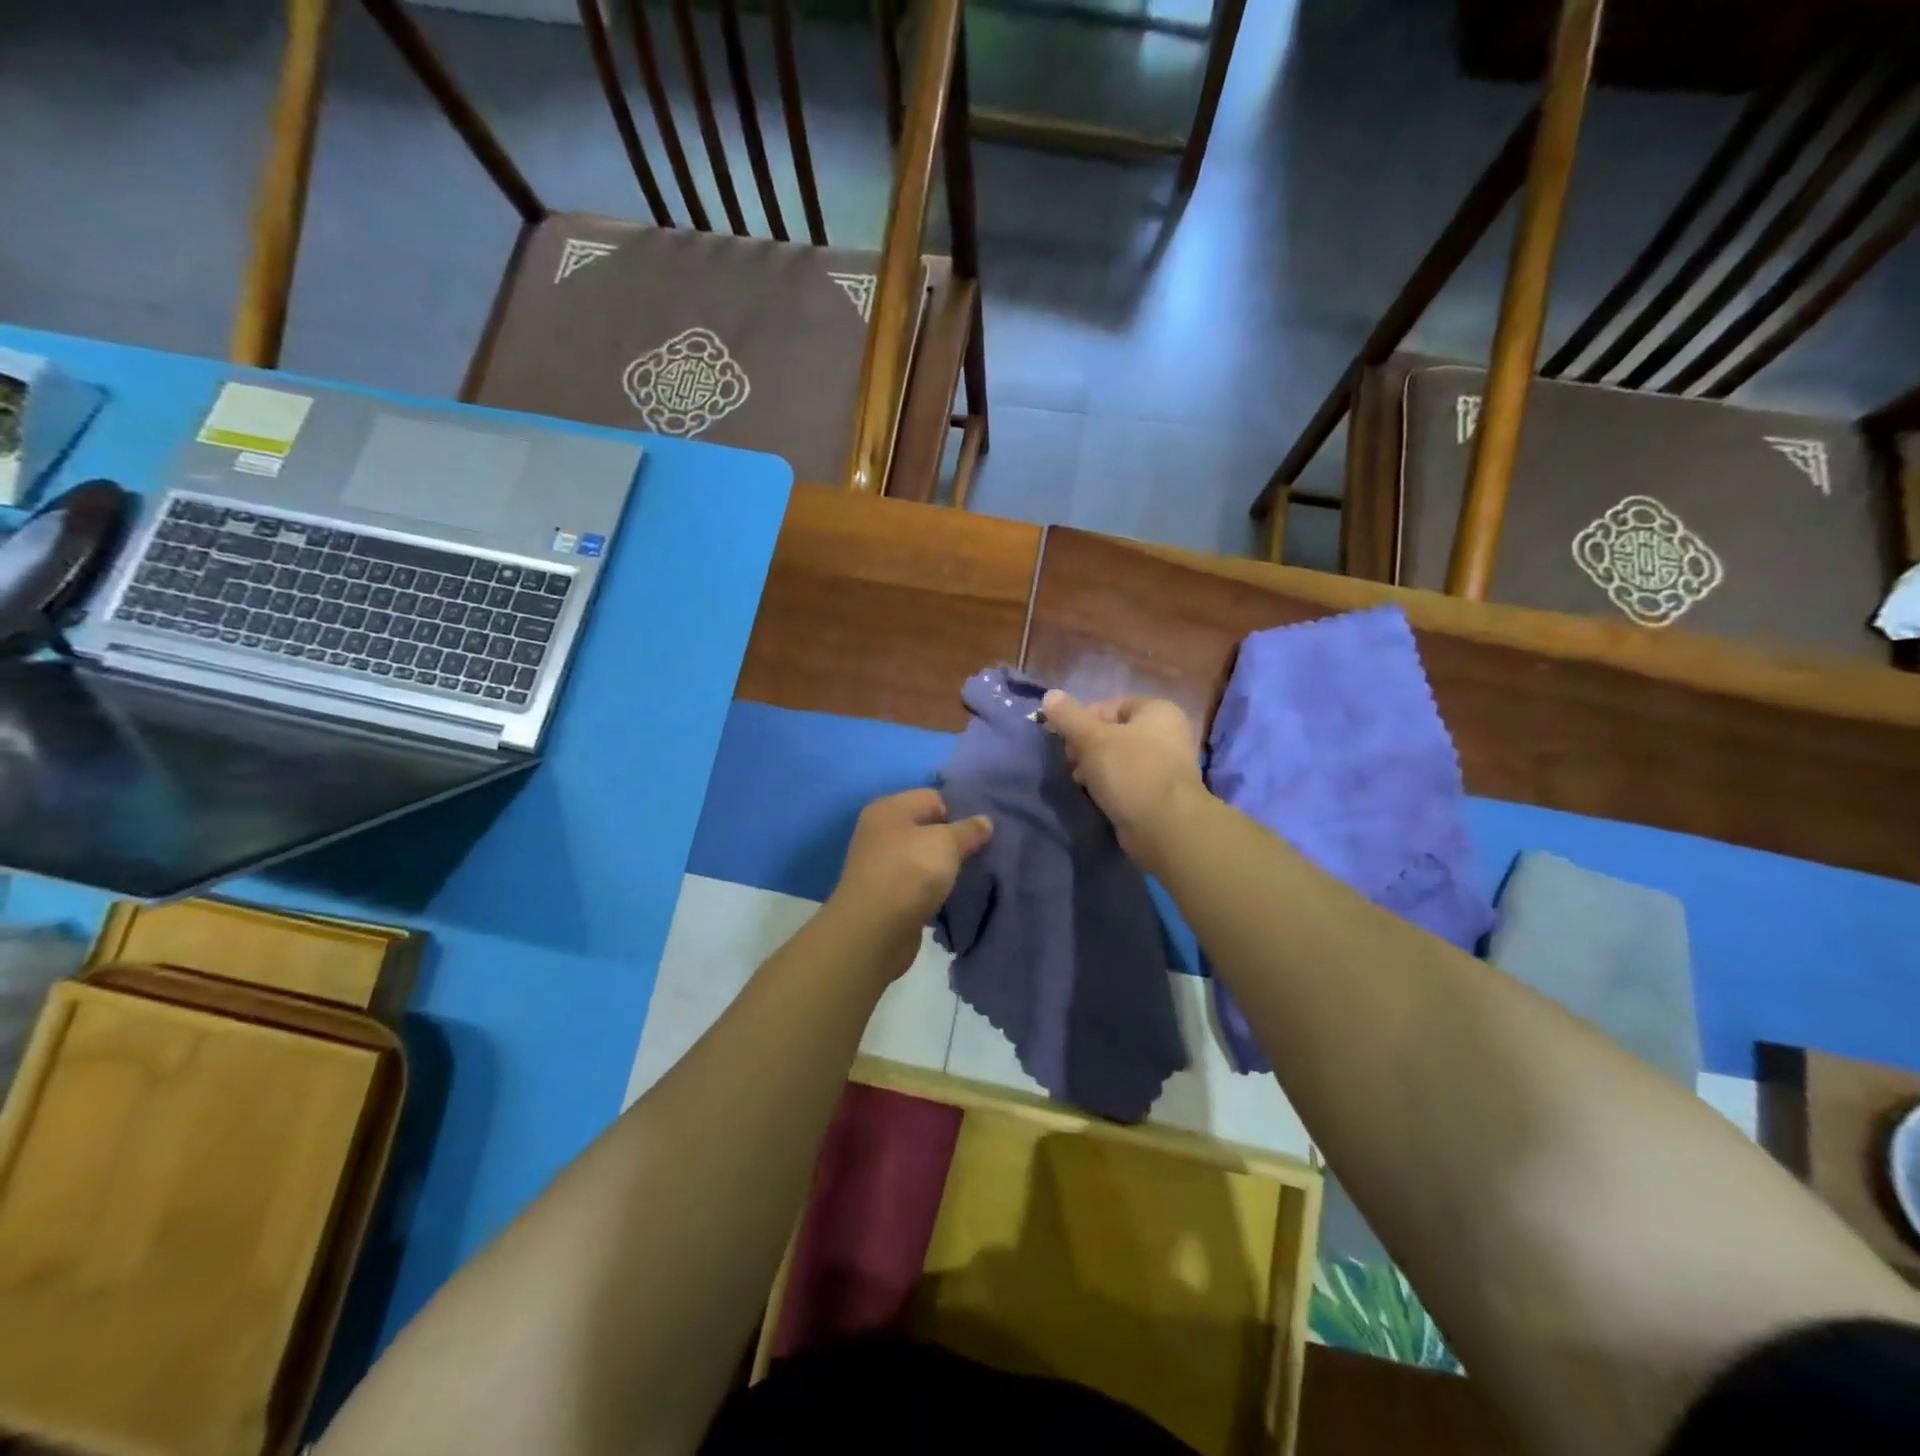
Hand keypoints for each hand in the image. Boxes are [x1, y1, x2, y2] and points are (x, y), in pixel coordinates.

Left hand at [827, 789, 992, 977]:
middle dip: (956, 841)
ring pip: (925, 858)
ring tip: (976, 876)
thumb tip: (985, 821)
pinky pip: (919, 884)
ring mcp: (881, 864)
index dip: (961, 811)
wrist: (873, 933)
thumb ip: (969, 830)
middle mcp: (881, 832)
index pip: (934, 798)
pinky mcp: (887, 895)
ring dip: (947, 868)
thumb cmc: (909, 874)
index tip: (986, 831)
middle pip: (929, 828)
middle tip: (986, 853)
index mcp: (890, 808)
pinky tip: (955, 897)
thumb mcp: (946, 843)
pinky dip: (935, 890)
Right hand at [1040, 690, 1206, 866]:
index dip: (1083, 721)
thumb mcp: (1092, 739)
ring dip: (1096, 769)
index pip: (1109, 706)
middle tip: (1072, 764)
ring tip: (1081, 783)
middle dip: (1087, 747)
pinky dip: (1111, 786)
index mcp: (1157, 710)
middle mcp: (1167, 733)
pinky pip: (1128, 781)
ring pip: (1119, 759)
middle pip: (1113, 733)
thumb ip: (1068, 716)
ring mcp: (1166, 765)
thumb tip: (1049, 695)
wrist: (1165, 826)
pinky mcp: (1160, 793)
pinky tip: (1096, 797)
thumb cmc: (1131, 771)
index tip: (1067, 741)